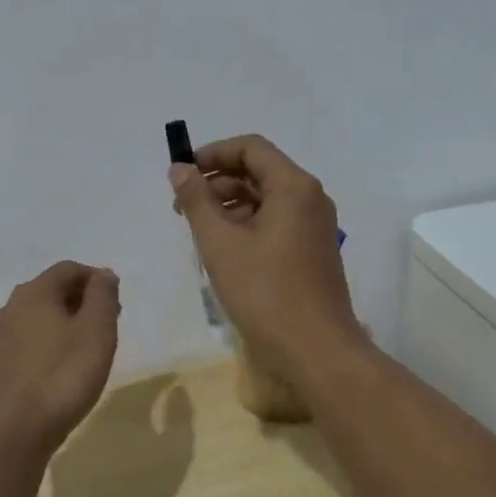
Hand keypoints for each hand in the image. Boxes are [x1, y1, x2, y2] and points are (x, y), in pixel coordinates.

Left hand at [0, 260, 120, 454]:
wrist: (13, 434)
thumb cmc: (63, 377)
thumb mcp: (96, 332)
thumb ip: (103, 297)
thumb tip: (103, 274)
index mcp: (34, 293)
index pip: (68, 269)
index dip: (95, 278)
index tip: (117, 299)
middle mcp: (10, 308)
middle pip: (50, 290)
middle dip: (81, 299)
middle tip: (107, 322)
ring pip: (37, 317)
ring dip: (64, 322)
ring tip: (87, 347)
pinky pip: (26, 341)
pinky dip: (47, 343)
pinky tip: (60, 367)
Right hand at [169, 135, 366, 378]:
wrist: (316, 348)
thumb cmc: (265, 291)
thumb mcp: (220, 243)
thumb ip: (196, 200)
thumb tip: (179, 169)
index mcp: (294, 186)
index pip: (251, 148)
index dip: (213, 153)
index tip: (182, 173)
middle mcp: (310, 198)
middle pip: (259, 171)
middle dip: (217, 182)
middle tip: (182, 207)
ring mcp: (315, 225)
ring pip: (266, 199)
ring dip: (229, 205)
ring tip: (198, 231)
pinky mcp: (312, 250)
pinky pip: (276, 221)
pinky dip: (247, 224)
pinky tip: (223, 249)